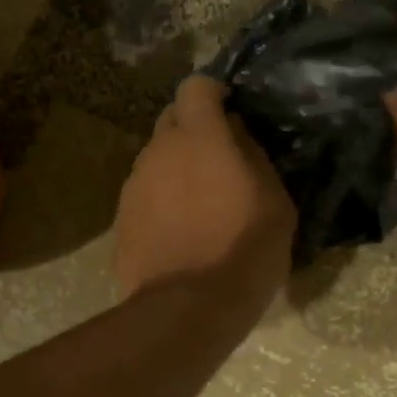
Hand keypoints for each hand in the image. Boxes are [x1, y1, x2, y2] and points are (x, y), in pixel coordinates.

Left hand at [114, 75, 295, 316]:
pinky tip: (178, 232)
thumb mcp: (275, 203)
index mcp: (199, 138)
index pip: (195, 87)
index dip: (213, 93)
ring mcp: (133, 187)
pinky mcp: (120, 221)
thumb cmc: (244, 251)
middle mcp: (158, 153)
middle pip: (170, 121)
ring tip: (197, 204)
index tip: (229, 110)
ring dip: (174, 169)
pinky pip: (143, 197)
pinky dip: (160, 202)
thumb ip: (255, 158)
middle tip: (217, 160)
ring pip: (154, 161)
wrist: (187, 309)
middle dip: (192, 130)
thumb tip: (238, 137)